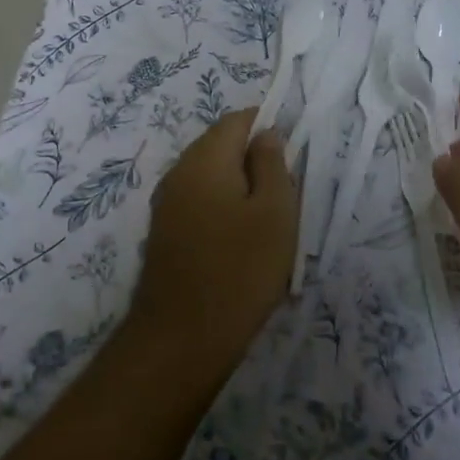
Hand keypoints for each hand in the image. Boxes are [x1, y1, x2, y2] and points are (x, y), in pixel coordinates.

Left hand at [128, 108, 296, 379]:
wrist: (182, 339)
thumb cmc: (239, 269)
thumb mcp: (275, 212)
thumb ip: (272, 163)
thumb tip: (266, 133)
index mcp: (205, 158)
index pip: (238, 120)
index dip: (269, 126)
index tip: (294, 155)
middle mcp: (179, 171)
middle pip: (222, 146)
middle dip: (256, 160)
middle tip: (286, 195)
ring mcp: (167, 203)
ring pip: (211, 177)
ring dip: (241, 188)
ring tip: (268, 223)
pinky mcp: (164, 232)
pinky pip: (200, 203)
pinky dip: (224, 210)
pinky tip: (241, 243)